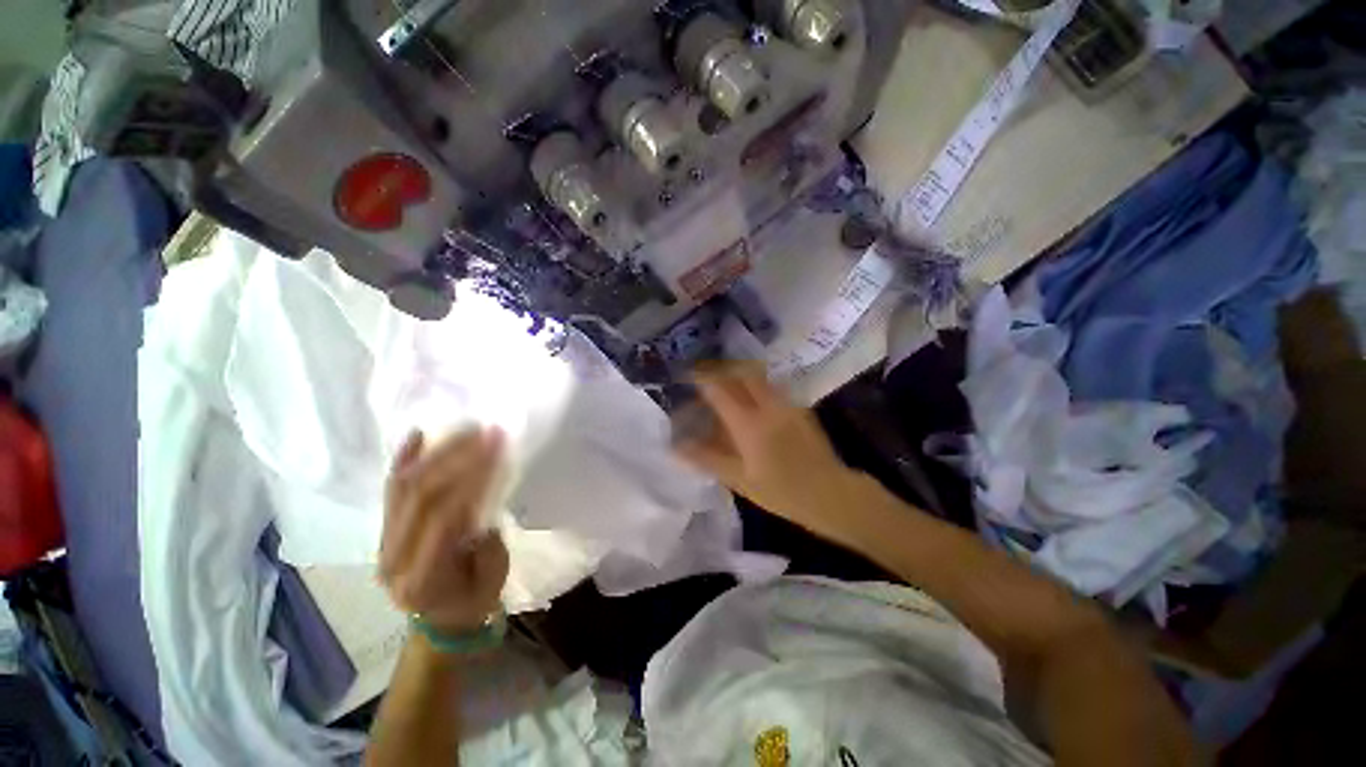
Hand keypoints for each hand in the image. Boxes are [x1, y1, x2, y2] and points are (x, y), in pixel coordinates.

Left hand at [379, 428, 509, 635]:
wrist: (439, 620)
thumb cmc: (472, 600)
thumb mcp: (492, 577)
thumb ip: (486, 541)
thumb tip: (482, 502)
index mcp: (422, 577)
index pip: (443, 517)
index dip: (470, 479)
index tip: (497, 450)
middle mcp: (393, 556)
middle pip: (421, 494)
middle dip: (457, 457)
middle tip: (487, 432)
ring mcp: (383, 541)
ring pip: (404, 486)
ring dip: (438, 452)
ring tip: (467, 430)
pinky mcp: (385, 529)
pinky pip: (392, 489)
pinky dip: (404, 460)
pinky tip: (419, 435)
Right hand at [675, 361, 860, 541]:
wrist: (831, 493)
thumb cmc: (780, 491)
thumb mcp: (739, 479)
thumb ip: (707, 458)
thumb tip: (676, 447)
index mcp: (749, 423)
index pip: (719, 389)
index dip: (700, 378)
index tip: (687, 374)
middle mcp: (767, 405)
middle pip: (740, 372)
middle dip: (721, 369)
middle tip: (708, 377)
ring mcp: (786, 403)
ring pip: (758, 377)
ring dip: (739, 375)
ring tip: (727, 386)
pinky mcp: (800, 408)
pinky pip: (772, 387)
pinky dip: (756, 386)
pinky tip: (753, 401)